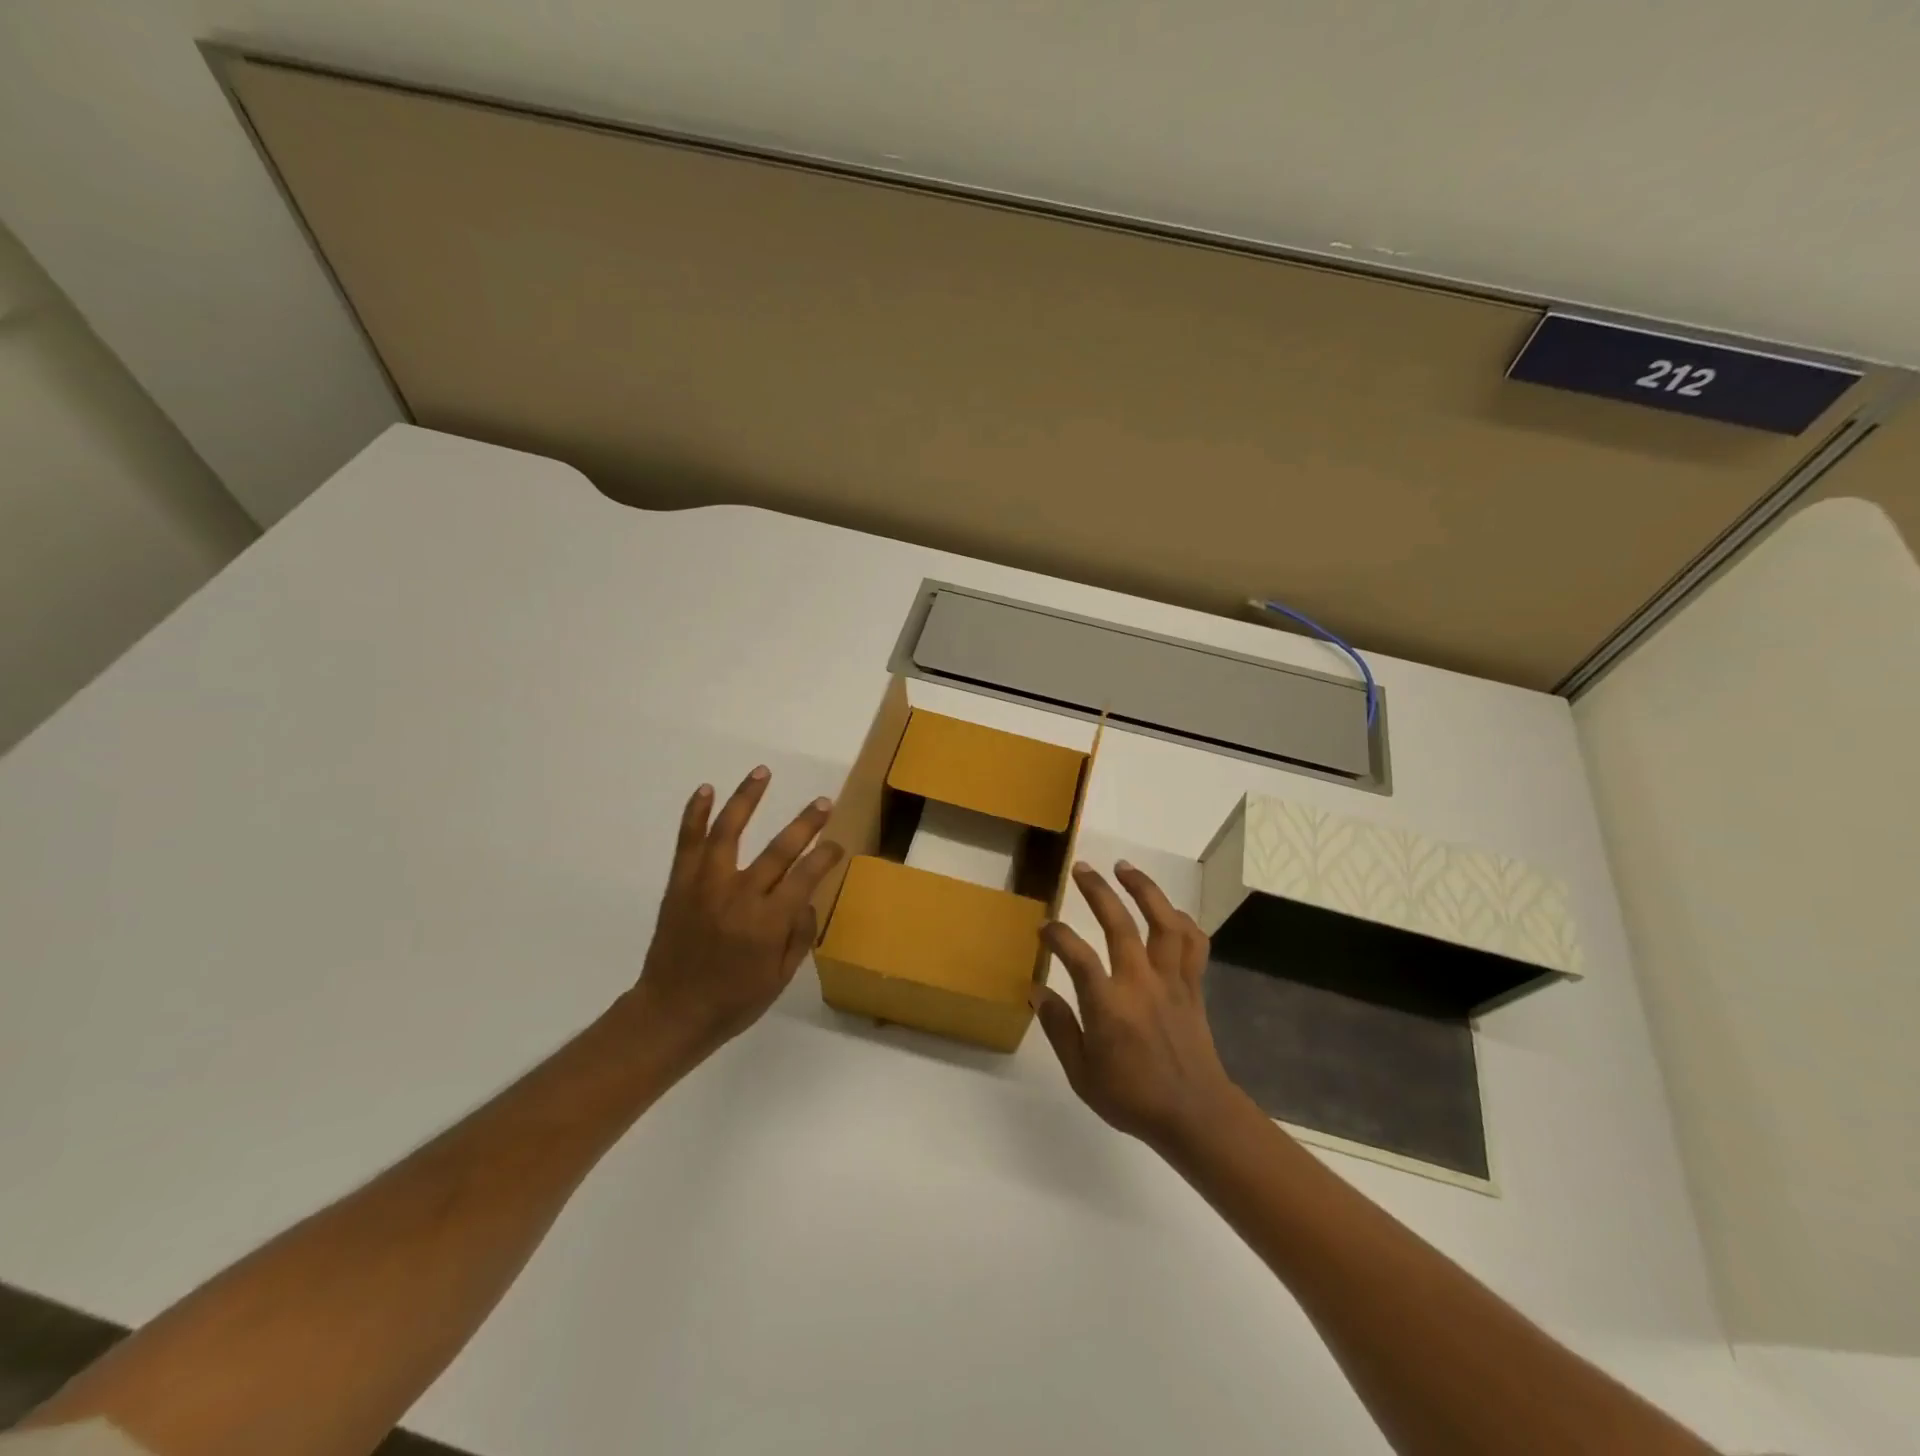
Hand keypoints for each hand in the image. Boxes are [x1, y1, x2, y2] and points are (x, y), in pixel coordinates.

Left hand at [626, 767, 843, 1066]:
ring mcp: (706, 885)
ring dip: (748, 799)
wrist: (671, 1013)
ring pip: (729, 831)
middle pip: (779, 849)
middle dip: (806, 823)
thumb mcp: (779, 978)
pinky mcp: (680, 884)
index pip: (806, 876)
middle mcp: (739, 896)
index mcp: (768, 922)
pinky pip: (687, 842)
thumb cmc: (732, 1001)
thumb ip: (800, 935)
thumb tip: (807, 898)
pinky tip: (705, 790)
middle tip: (823, 803)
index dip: (826, 857)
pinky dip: (694, 814)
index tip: (837, 845)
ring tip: (763, 772)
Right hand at [1034, 861, 1241, 1152]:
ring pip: (1163, 922)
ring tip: (1125, 868)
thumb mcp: (1081, 1073)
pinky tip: (1169, 911)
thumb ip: (1059, 1027)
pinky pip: (1193, 944)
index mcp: (1109, 1005)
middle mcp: (1140, 982)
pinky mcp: (1193, 986)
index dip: (1056, 935)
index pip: (1076, 955)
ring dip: (1144, 890)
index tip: (1044, 928)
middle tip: (1081, 868)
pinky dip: (1183, 921)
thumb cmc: (1131, 1097)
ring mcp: (1171, 980)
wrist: (1194, 1114)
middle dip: (1097, 891)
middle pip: (1119, 923)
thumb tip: (1038, 991)